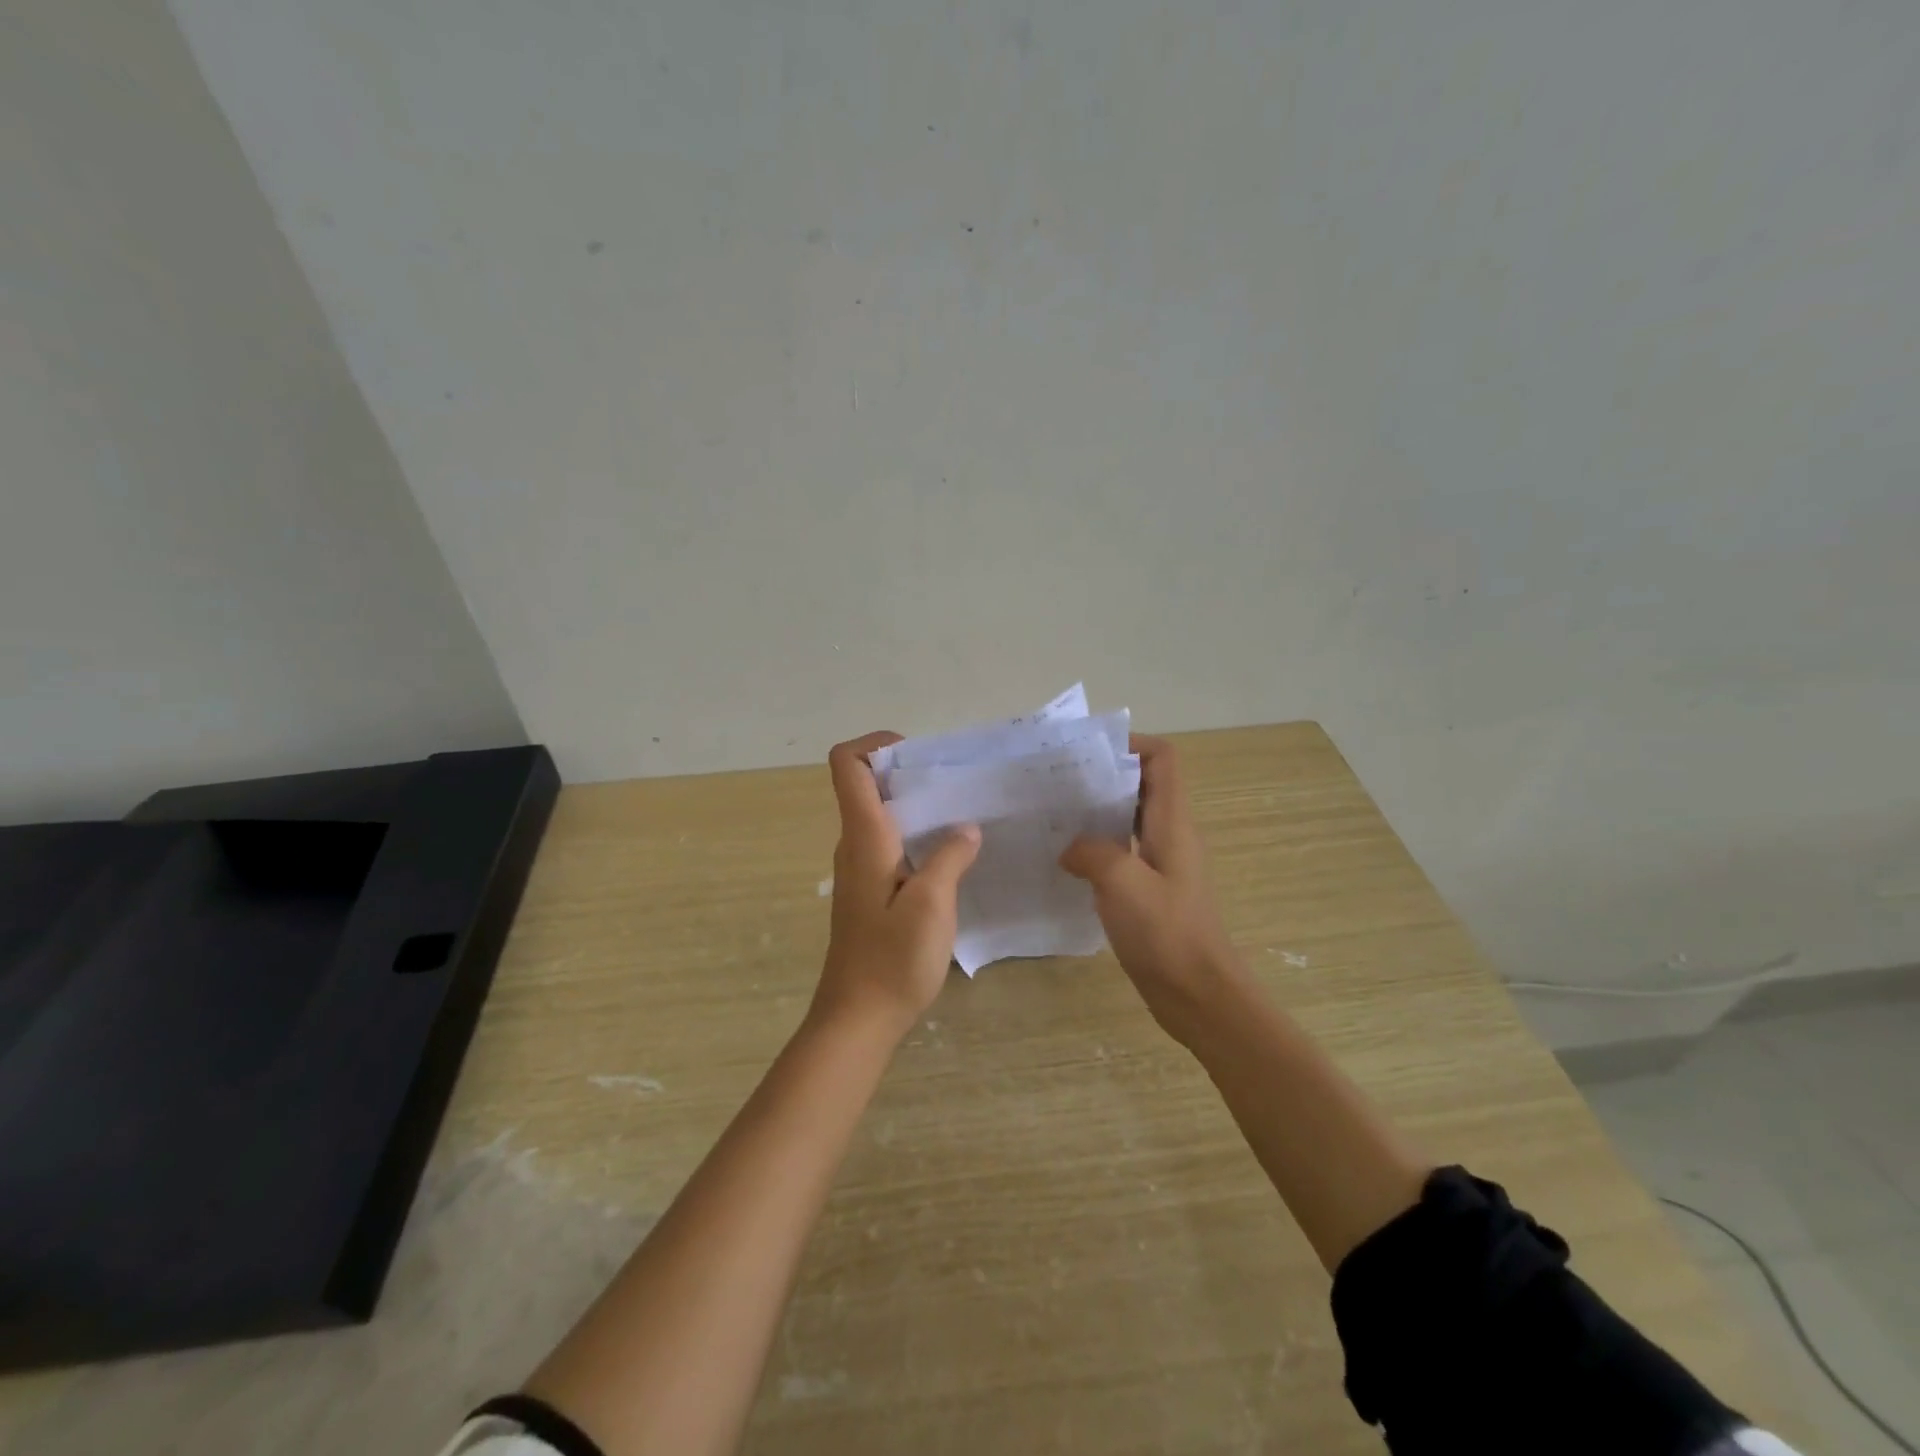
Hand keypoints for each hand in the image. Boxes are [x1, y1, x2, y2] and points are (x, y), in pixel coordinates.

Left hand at [814, 731, 980, 1039]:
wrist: (857, 1020)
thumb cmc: (892, 960)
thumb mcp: (932, 905)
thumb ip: (950, 857)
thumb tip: (965, 828)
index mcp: (864, 837)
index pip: (848, 766)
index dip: (875, 744)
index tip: (918, 754)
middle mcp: (855, 846)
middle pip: (868, 787)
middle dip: (910, 774)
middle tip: (959, 783)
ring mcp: (860, 871)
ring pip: (883, 818)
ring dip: (918, 808)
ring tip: (964, 815)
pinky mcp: (871, 893)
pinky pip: (891, 846)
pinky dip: (917, 837)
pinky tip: (953, 857)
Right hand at [1059, 736, 1243, 1044]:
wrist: (1199, 995)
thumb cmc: (1167, 934)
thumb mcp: (1122, 884)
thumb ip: (1092, 852)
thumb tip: (1071, 848)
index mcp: (1173, 823)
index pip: (1162, 759)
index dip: (1130, 745)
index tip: (1087, 753)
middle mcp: (1171, 835)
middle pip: (1143, 785)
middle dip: (1103, 776)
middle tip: (1058, 782)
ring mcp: (1163, 864)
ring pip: (1130, 819)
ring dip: (1097, 812)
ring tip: (1055, 816)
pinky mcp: (1152, 890)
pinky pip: (1124, 852)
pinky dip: (1098, 846)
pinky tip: (1068, 862)